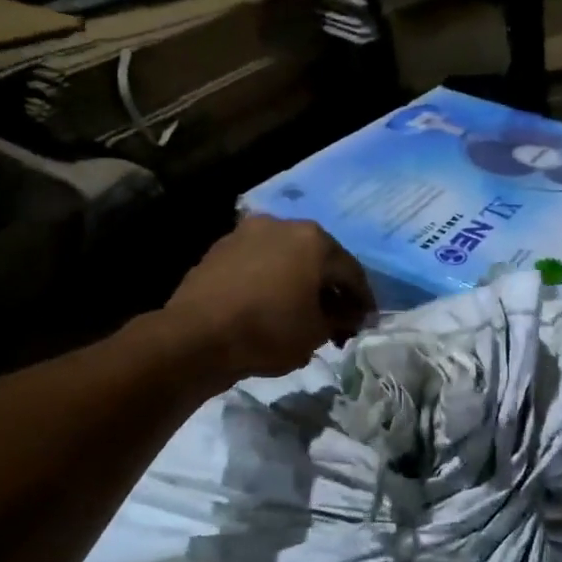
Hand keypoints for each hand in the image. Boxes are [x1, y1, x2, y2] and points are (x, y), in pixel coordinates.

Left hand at [163, 216, 374, 381]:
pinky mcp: (220, 249)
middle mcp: (282, 224)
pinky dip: (271, 283)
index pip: (351, 272)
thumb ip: (339, 320)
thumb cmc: (268, 331)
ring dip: (299, 284)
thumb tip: (346, 317)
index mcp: (314, 239)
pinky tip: (271, 307)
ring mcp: (247, 233)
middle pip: (318, 259)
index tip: (366, 322)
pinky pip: (259, 265)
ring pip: (286, 260)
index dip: (362, 300)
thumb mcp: (316, 333)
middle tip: (336, 320)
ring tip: (302, 315)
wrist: (196, 336)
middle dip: (330, 290)